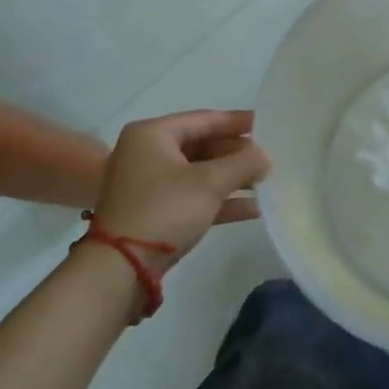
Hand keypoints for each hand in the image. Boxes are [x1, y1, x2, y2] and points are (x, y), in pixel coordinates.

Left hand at [91, 110, 270, 271]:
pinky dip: (219, 200)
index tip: (267, 124)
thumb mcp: (210, 183)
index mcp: (152, 134)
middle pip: (202, 145)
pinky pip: (192, 196)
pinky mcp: (153, 212)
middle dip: (236, 154)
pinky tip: (252, 208)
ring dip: (231, 178)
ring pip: (198, 173)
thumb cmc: (164, 210)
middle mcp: (146, 153)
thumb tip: (265, 156)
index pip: (204, 119)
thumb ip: (243, 163)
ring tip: (266, 181)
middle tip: (269, 156)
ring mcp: (147, 184)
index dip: (238, 122)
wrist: (119, 270)